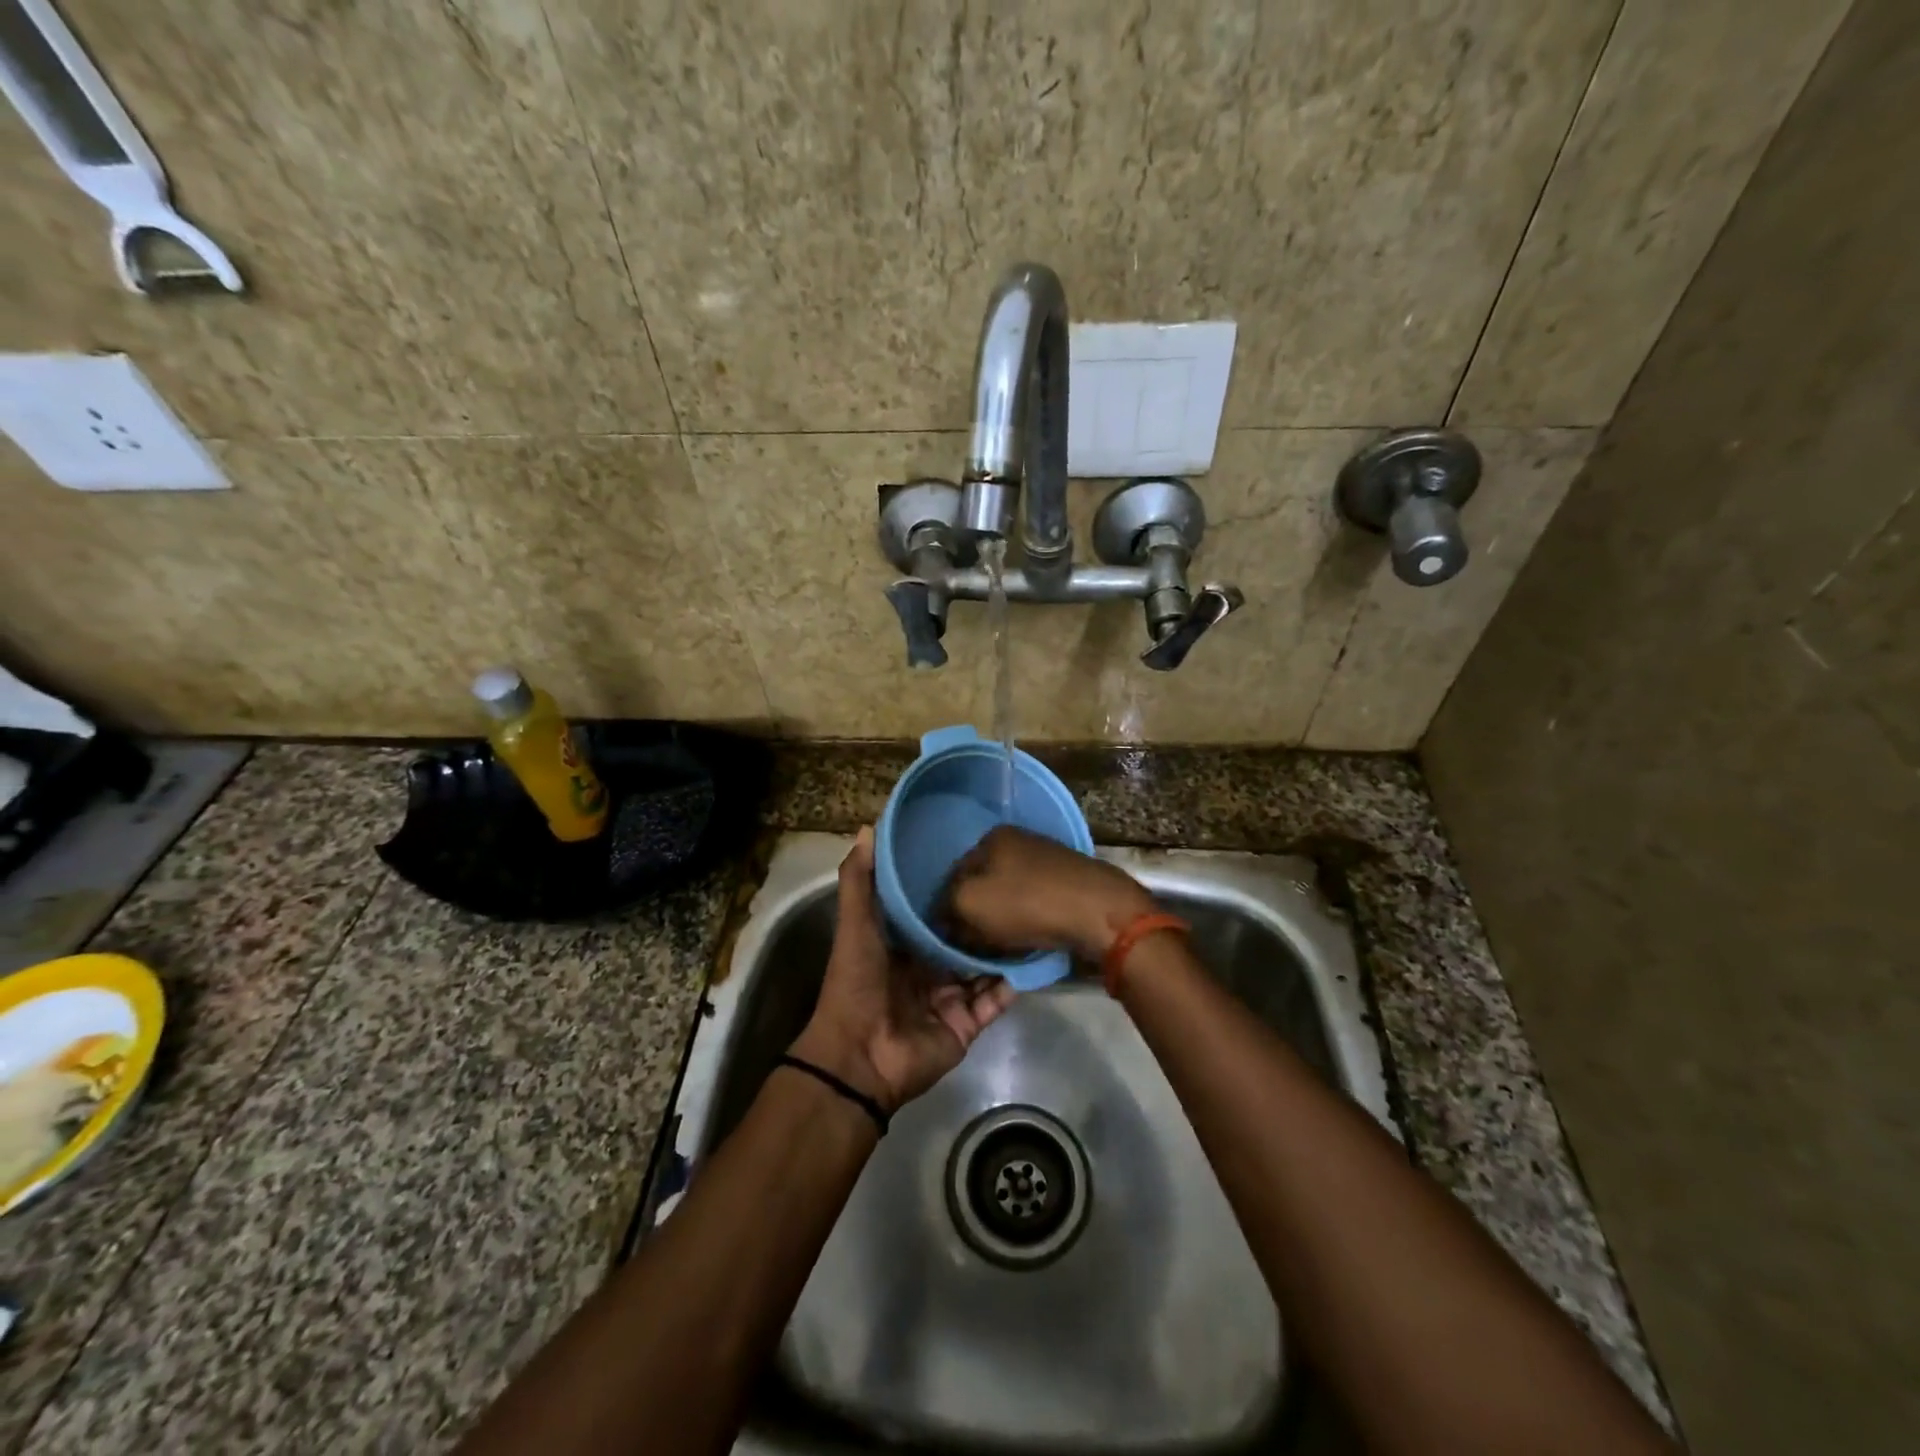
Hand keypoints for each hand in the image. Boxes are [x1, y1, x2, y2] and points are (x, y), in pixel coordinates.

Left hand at [791, 827, 1014, 1114]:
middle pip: (963, 938)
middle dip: (985, 918)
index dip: (952, 887)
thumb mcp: (856, 924)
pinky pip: (996, 1000)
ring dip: (1005, 948)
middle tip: (1018, 884)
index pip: (933, 910)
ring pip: (984, 967)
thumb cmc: (857, 982)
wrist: (860, 1057)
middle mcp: (928, 968)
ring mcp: (950, 998)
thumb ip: (860, 880)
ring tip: (1036, 916)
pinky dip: (1013, 983)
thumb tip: (868, 828)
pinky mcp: (967, 1025)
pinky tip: (1037, 957)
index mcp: (902, 944)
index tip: (979, 857)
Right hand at [940, 825, 1155, 961]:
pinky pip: (1033, 903)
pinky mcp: (1068, 881)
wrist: (1099, 912)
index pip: (953, 876)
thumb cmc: (1027, 903)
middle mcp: (1018, 841)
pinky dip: (1026, 921)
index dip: (946, 909)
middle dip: (974, 915)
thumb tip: (943, 917)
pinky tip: (1028, 940)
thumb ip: (946, 907)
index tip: (948, 939)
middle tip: (973, 946)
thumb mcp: (969, 903)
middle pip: (982, 885)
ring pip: (1008, 896)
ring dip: (1000, 922)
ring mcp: (1046, 860)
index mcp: (991, 838)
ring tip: (1000, 948)